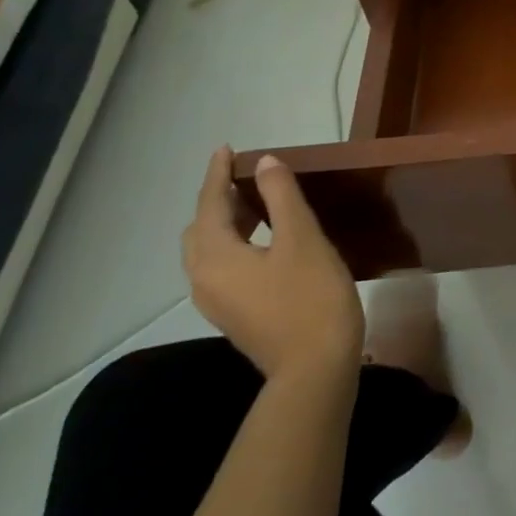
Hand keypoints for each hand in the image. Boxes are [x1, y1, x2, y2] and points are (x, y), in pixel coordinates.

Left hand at [181, 148, 363, 383]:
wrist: (315, 367)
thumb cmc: (310, 296)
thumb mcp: (302, 238)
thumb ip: (282, 196)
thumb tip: (265, 163)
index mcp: (215, 257)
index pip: (209, 205)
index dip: (217, 174)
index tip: (227, 148)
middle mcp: (204, 279)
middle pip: (200, 230)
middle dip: (217, 199)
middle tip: (246, 176)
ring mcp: (218, 301)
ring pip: (210, 250)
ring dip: (228, 221)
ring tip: (260, 201)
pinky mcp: (234, 313)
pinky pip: (222, 266)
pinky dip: (235, 242)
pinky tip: (266, 239)